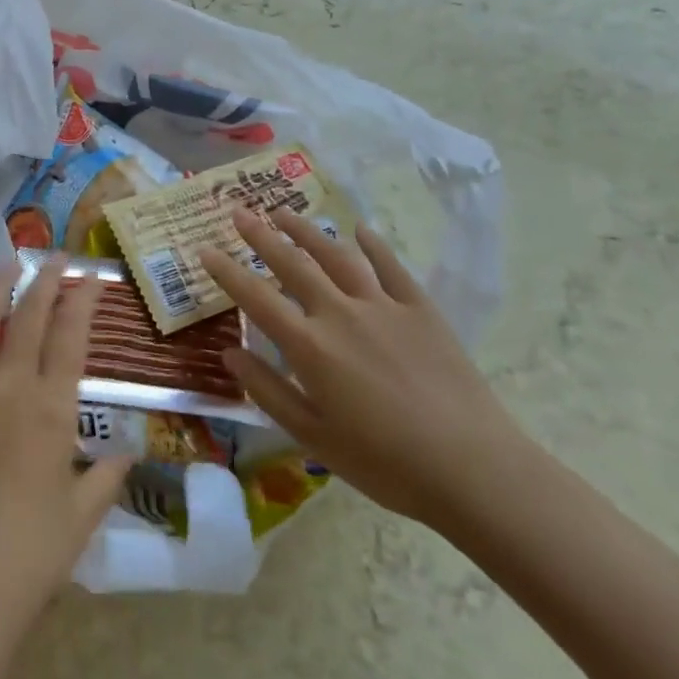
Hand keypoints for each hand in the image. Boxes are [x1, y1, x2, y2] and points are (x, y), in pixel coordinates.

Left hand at [0, 263, 132, 678]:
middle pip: (28, 319)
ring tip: (4, 267)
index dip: (81, 301)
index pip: (70, 337)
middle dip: (44, 282)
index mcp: (51, 410)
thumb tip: (129, 449)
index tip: (89, 276)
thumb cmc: (30, 560)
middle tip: (53, 258)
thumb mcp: (82, 518)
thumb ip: (107, 476)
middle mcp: (7, 389)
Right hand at [199, 206, 524, 527]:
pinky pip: (391, 267)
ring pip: (337, 255)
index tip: (206, 250)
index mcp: (310, 346)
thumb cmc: (384, 462)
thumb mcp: (313, 437)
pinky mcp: (421, 309)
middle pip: (293, 263)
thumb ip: (267, 390)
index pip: (256, 297)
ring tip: (284, 212)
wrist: (472, 467)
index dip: (227, 271)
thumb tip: (230, 353)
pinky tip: (360, 230)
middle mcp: (340, 313)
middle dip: (261, 235)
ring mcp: (383, 306)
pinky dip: (373, 245)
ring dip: (307, 230)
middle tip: (240, 211)